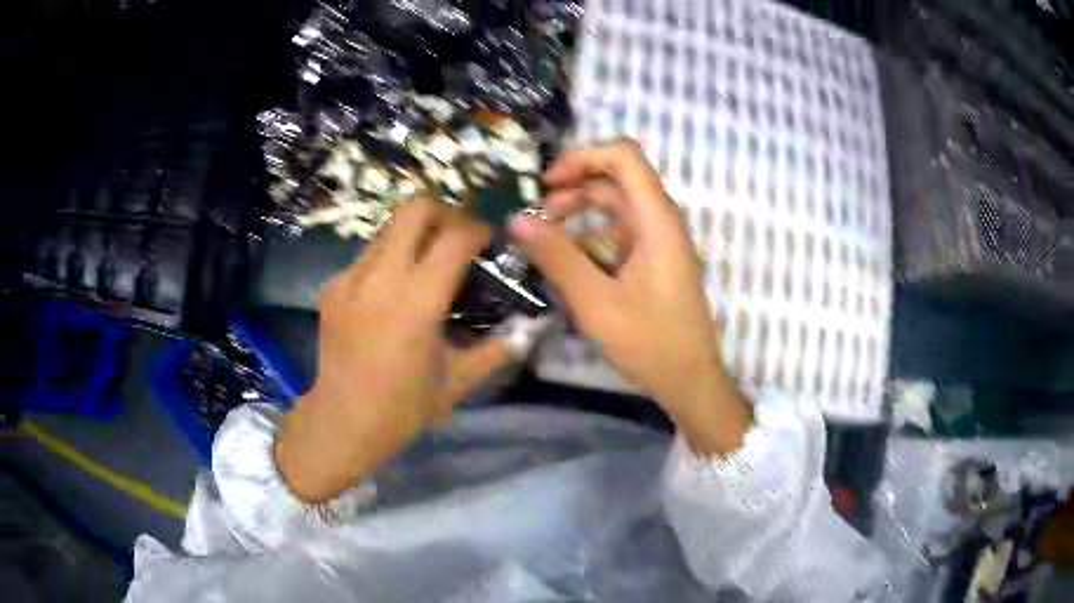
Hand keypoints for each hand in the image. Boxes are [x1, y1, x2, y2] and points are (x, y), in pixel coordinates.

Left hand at [275, 198, 510, 502]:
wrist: (341, 421)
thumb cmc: (403, 408)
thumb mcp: (457, 382)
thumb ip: (496, 350)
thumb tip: (529, 328)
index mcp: (417, 302)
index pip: (455, 238)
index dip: (478, 231)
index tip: (488, 243)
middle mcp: (380, 279)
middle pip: (415, 209)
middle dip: (445, 213)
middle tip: (458, 238)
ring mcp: (349, 278)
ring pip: (389, 228)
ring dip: (415, 237)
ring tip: (426, 266)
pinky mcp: (331, 286)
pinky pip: (367, 255)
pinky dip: (389, 260)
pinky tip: (392, 293)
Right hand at [510, 140, 750, 455]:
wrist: (690, 380)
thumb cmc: (651, 342)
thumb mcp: (596, 302)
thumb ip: (557, 257)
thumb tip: (517, 219)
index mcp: (656, 220)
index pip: (624, 156)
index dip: (583, 157)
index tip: (547, 183)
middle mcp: (660, 221)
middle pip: (615, 179)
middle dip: (573, 187)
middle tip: (537, 214)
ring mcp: (658, 242)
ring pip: (614, 208)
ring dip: (578, 214)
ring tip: (545, 240)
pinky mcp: (652, 261)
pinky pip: (617, 235)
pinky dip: (590, 239)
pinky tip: (567, 264)